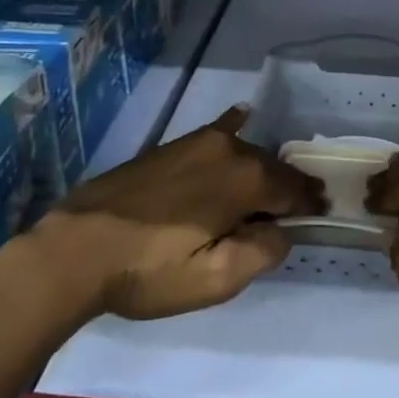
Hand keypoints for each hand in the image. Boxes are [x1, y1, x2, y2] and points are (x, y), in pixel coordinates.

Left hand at [41, 107, 318, 319]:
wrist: (76, 248)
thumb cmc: (148, 270)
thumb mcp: (214, 280)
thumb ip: (262, 252)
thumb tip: (282, 230)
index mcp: (246, 180)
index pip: (295, 189)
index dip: (310, 203)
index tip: (322, 213)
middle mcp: (229, 150)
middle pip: (273, 168)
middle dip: (288, 187)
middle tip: (297, 209)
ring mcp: (198, 142)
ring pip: (247, 153)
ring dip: (263, 170)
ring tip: (267, 191)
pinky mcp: (173, 145)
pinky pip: (218, 132)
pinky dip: (235, 128)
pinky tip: (242, 117)